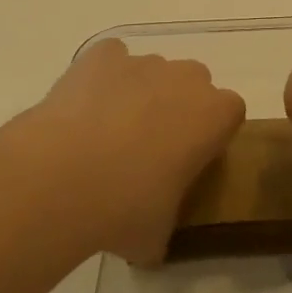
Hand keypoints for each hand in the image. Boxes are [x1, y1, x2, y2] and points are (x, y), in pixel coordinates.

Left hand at [19, 38, 245, 262]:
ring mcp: (142, 61)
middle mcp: (185, 79)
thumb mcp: (157, 234)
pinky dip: (102, 76)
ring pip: (151, 71)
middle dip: (178, 106)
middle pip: (193, 83)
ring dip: (139, 92)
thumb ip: (165, 224)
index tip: (190, 159)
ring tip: (105, 132)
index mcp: (214, 117)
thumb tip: (147, 238)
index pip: (230, 112)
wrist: (61, 177)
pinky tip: (83, 107)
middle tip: (149, 147)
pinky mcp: (101, 55)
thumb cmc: (124, 209)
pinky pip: (111, 58)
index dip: (211, 134)